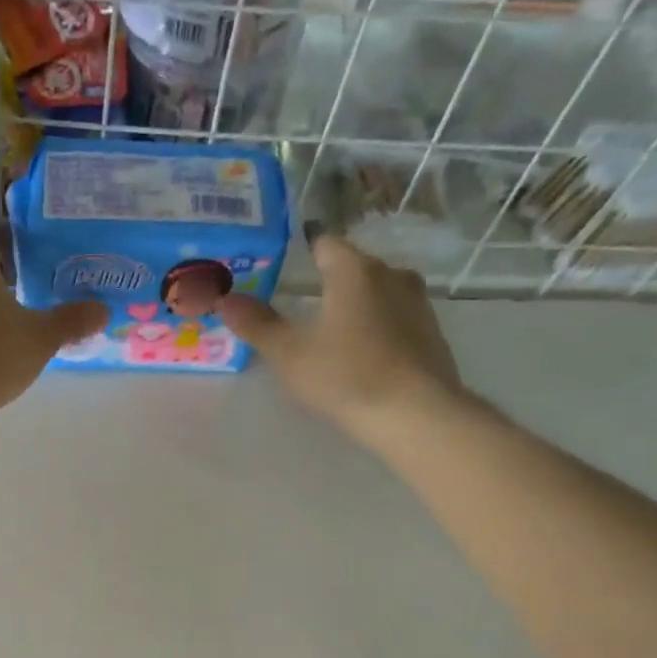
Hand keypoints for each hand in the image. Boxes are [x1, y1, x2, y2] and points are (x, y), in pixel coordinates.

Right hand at [217, 232, 464, 436]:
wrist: (416, 414)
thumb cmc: (345, 375)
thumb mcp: (289, 354)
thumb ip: (257, 324)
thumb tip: (224, 298)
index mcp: (354, 270)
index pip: (325, 243)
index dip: (303, 253)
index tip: (285, 271)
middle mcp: (391, 274)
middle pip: (354, 268)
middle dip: (329, 283)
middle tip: (301, 308)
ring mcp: (418, 303)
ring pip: (378, 293)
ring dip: (356, 306)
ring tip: (331, 334)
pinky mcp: (432, 333)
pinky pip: (396, 319)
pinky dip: (377, 328)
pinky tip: (362, 355)